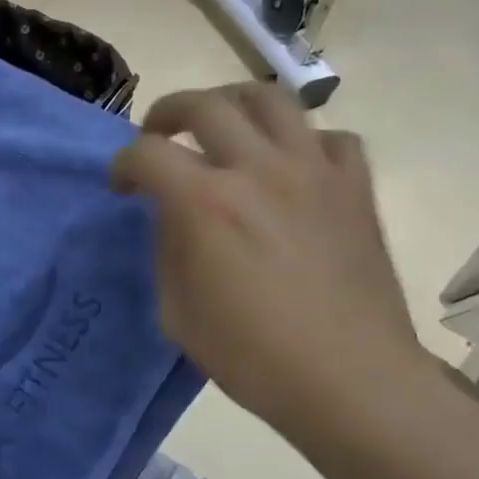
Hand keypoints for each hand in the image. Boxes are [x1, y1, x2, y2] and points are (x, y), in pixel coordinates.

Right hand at [112, 83, 436, 446]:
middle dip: (167, 114)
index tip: (123, 187)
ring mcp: (314, 172)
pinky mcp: (355, 187)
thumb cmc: (252, 356)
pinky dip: (301, 142)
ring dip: (232, 104)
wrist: (350, 380)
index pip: (147, 153)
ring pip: (271, 98)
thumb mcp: (177, 311)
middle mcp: (258, 170)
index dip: (123, 165)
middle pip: (204, 105)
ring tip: (221, 128)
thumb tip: (175, 215)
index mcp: (205, 205)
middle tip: (159, 137)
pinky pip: (329, 137)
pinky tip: (290, 168)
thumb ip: (168, 248)